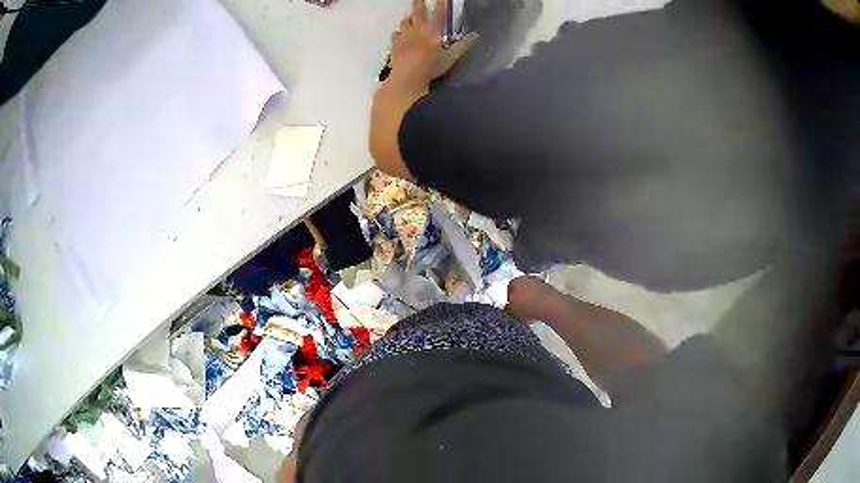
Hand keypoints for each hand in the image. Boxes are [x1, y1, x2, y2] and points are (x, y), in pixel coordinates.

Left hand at [390, 0, 477, 81]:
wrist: (407, 76)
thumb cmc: (431, 66)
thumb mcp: (451, 57)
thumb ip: (462, 45)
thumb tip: (475, 35)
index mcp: (432, 31)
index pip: (439, 13)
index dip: (441, 4)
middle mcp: (417, 30)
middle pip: (417, 12)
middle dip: (419, 4)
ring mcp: (404, 36)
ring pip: (405, 21)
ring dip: (408, 18)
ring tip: (410, 17)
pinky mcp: (394, 44)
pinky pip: (396, 34)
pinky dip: (399, 33)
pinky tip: (400, 35)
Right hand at [506, 276, 561, 321]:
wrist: (550, 305)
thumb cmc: (528, 306)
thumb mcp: (511, 309)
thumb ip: (506, 306)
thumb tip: (505, 305)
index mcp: (515, 280)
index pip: (507, 287)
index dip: (507, 297)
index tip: (509, 305)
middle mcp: (526, 277)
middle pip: (519, 287)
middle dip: (518, 295)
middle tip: (518, 306)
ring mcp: (538, 281)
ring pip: (529, 289)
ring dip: (528, 296)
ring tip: (528, 308)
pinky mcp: (547, 286)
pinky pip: (538, 293)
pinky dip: (536, 298)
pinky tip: (537, 307)